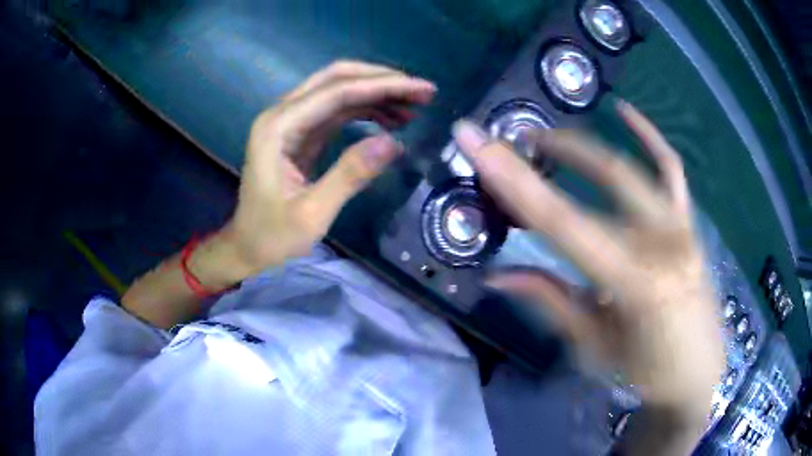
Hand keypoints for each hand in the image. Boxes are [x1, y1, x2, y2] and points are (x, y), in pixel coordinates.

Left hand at [212, 61, 435, 281]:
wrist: (247, 247)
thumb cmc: (272, 236)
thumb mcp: (312, 213)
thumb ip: (349, 175)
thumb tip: (394, 143)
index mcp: (278, 128)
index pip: (336, 92)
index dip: (382, 86)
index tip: (422, 90)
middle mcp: (282, 114)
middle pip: (335, 79)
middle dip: (381, 80)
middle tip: (421, 92)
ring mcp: (291, 122)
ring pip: (338, 91)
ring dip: (377, 93)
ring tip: (414, 106)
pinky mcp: (300, 134)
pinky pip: (336, 110)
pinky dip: (365, 110)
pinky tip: (390, 119)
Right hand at [453, 102, 723, 444]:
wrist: (696, 374)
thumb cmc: (645, 373)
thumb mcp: (593, 348)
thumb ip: (551, 302)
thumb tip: (497, 276)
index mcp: (634, 282)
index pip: (562, 221)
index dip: (513, 179)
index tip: (475, 141)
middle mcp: (662, 242)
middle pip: (599, 179)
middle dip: (547, 152)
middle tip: (506, 145)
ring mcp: (680, 227)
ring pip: (629, 168)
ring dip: (584, 147)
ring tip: (547, 141)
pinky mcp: (689, 224)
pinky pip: (671, 168)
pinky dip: (649, 136)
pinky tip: (625, 111)